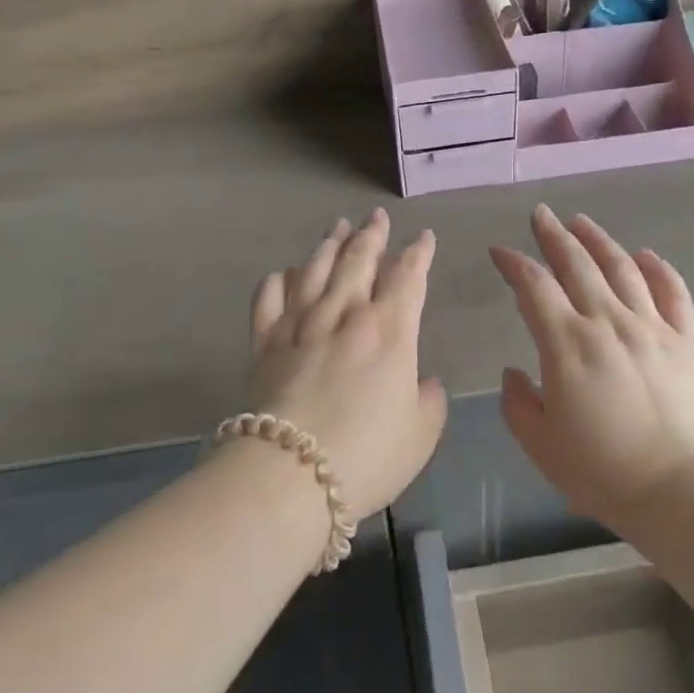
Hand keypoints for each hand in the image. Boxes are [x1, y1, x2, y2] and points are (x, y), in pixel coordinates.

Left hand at [247, 209, 447, 518]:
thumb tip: (425, 382)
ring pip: (315, 268)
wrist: (289, 476)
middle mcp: (344, 314)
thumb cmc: (365, 457)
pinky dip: (279, 280)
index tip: (424, 237)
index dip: (419, 253)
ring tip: (338, 227)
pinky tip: (285, 273)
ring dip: (329, 244)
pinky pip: (270, 297)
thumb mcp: (420, 435)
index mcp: (389, 331)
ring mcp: (300, 323)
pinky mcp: (264, 341)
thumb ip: (429, 401)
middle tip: (376, 216)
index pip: (408, 277)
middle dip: (371, 234)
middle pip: (359, 260)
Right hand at [491, 205, 693, 529]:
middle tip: (540, 214)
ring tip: (582, 222)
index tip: (500, 251)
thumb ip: (518, 403)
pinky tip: (648, 255)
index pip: (534, 286)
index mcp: (567, 343)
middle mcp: (607, 321)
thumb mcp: (540, 444)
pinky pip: (673, 293)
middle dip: (554, 235)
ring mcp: (650, 327)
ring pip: (622, 268)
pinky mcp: (684, 341)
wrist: (682, 490)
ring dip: (599, 240)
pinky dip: (660, 269)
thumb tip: (514, 373)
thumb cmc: (603, 471)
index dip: (513, 263)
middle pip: (577, 263)